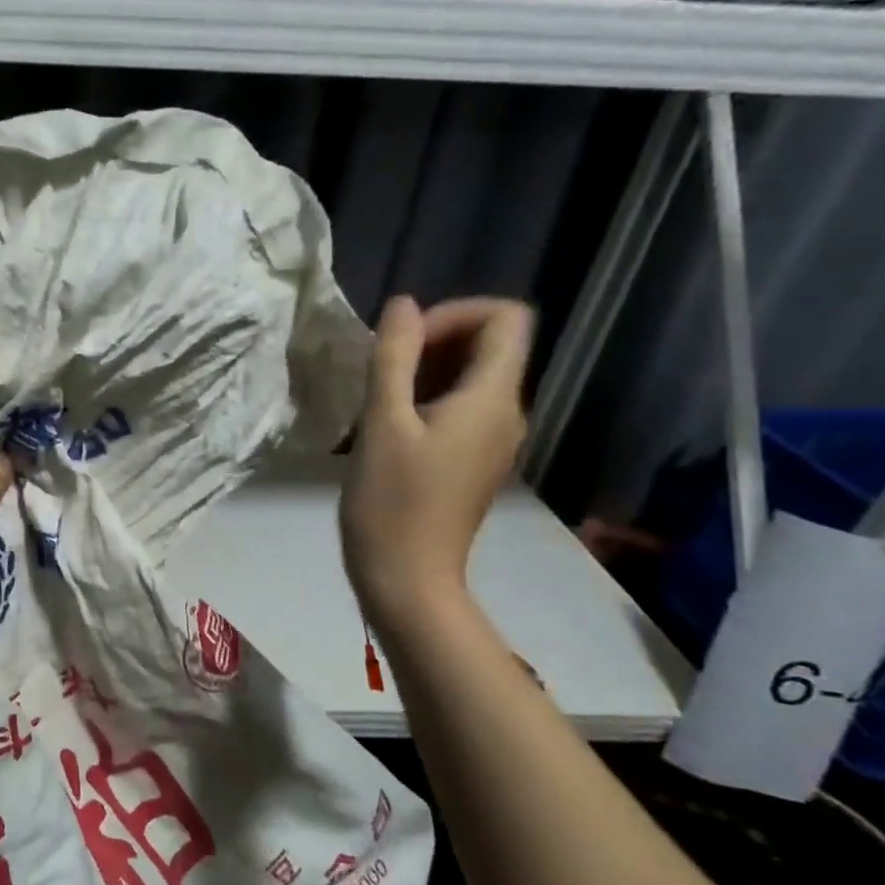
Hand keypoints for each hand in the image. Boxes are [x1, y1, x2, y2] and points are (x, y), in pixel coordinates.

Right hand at [340, 296, 532, 619]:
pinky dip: (427, 400)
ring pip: (471, 377)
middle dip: (434, 341)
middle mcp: (506, 414)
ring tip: (378, 400)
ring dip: (425, 372)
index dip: (455, 313)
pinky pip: (461, 409)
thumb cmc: (391, 501)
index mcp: (492, 399)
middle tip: (382, 371)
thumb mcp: (382, 423)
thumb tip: (403, 305)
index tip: (406, 342)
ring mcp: (493, 441)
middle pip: (489, 345)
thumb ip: (394, 357)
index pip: (505, 318)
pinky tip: (388, 427)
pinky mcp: (473, 462)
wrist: (406, 579)